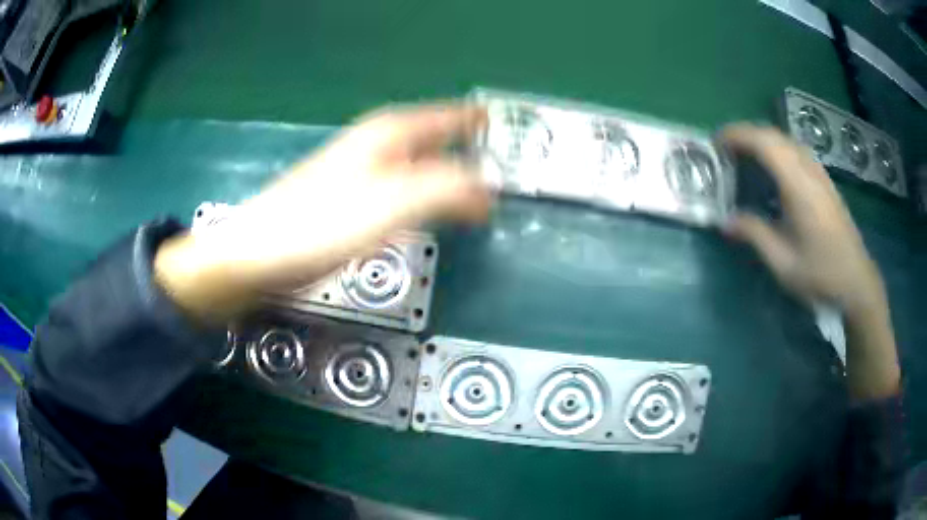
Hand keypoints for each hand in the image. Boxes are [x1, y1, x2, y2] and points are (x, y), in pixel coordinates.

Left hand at [154, 103, 492, 318]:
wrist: (258, 256)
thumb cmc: (321, 226)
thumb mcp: (394, 203)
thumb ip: (447, 189)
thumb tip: (488, 191)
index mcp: (389, 134)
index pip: (447, 118)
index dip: (476, 122)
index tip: (505, 129)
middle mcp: (376, 147)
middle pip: (434, 140)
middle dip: (467, 151)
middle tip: (500, 170)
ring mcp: (360, 174)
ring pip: (417, 166)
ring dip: (447, 176)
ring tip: (475, 194)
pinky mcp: (348, 203)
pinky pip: (401, 192)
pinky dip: (424, 199)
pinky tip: (428, 214)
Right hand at [722, 124, 898, 399]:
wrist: (857, 281)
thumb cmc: (821, 274)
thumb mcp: (783, 263)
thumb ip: (755, 235)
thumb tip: (726, 221)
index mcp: (799, 186)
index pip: (764, 143)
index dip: (737, 135)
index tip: (716, 144)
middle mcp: (809, 171)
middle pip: (774, 135)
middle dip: (746, 134)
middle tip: (725, 151)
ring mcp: (820, 174)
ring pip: (786, 140)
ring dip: (762, 140)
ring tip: (745, 156)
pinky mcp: (825, 181)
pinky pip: (797, 150)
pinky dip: (778, 149)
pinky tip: (773, 168)